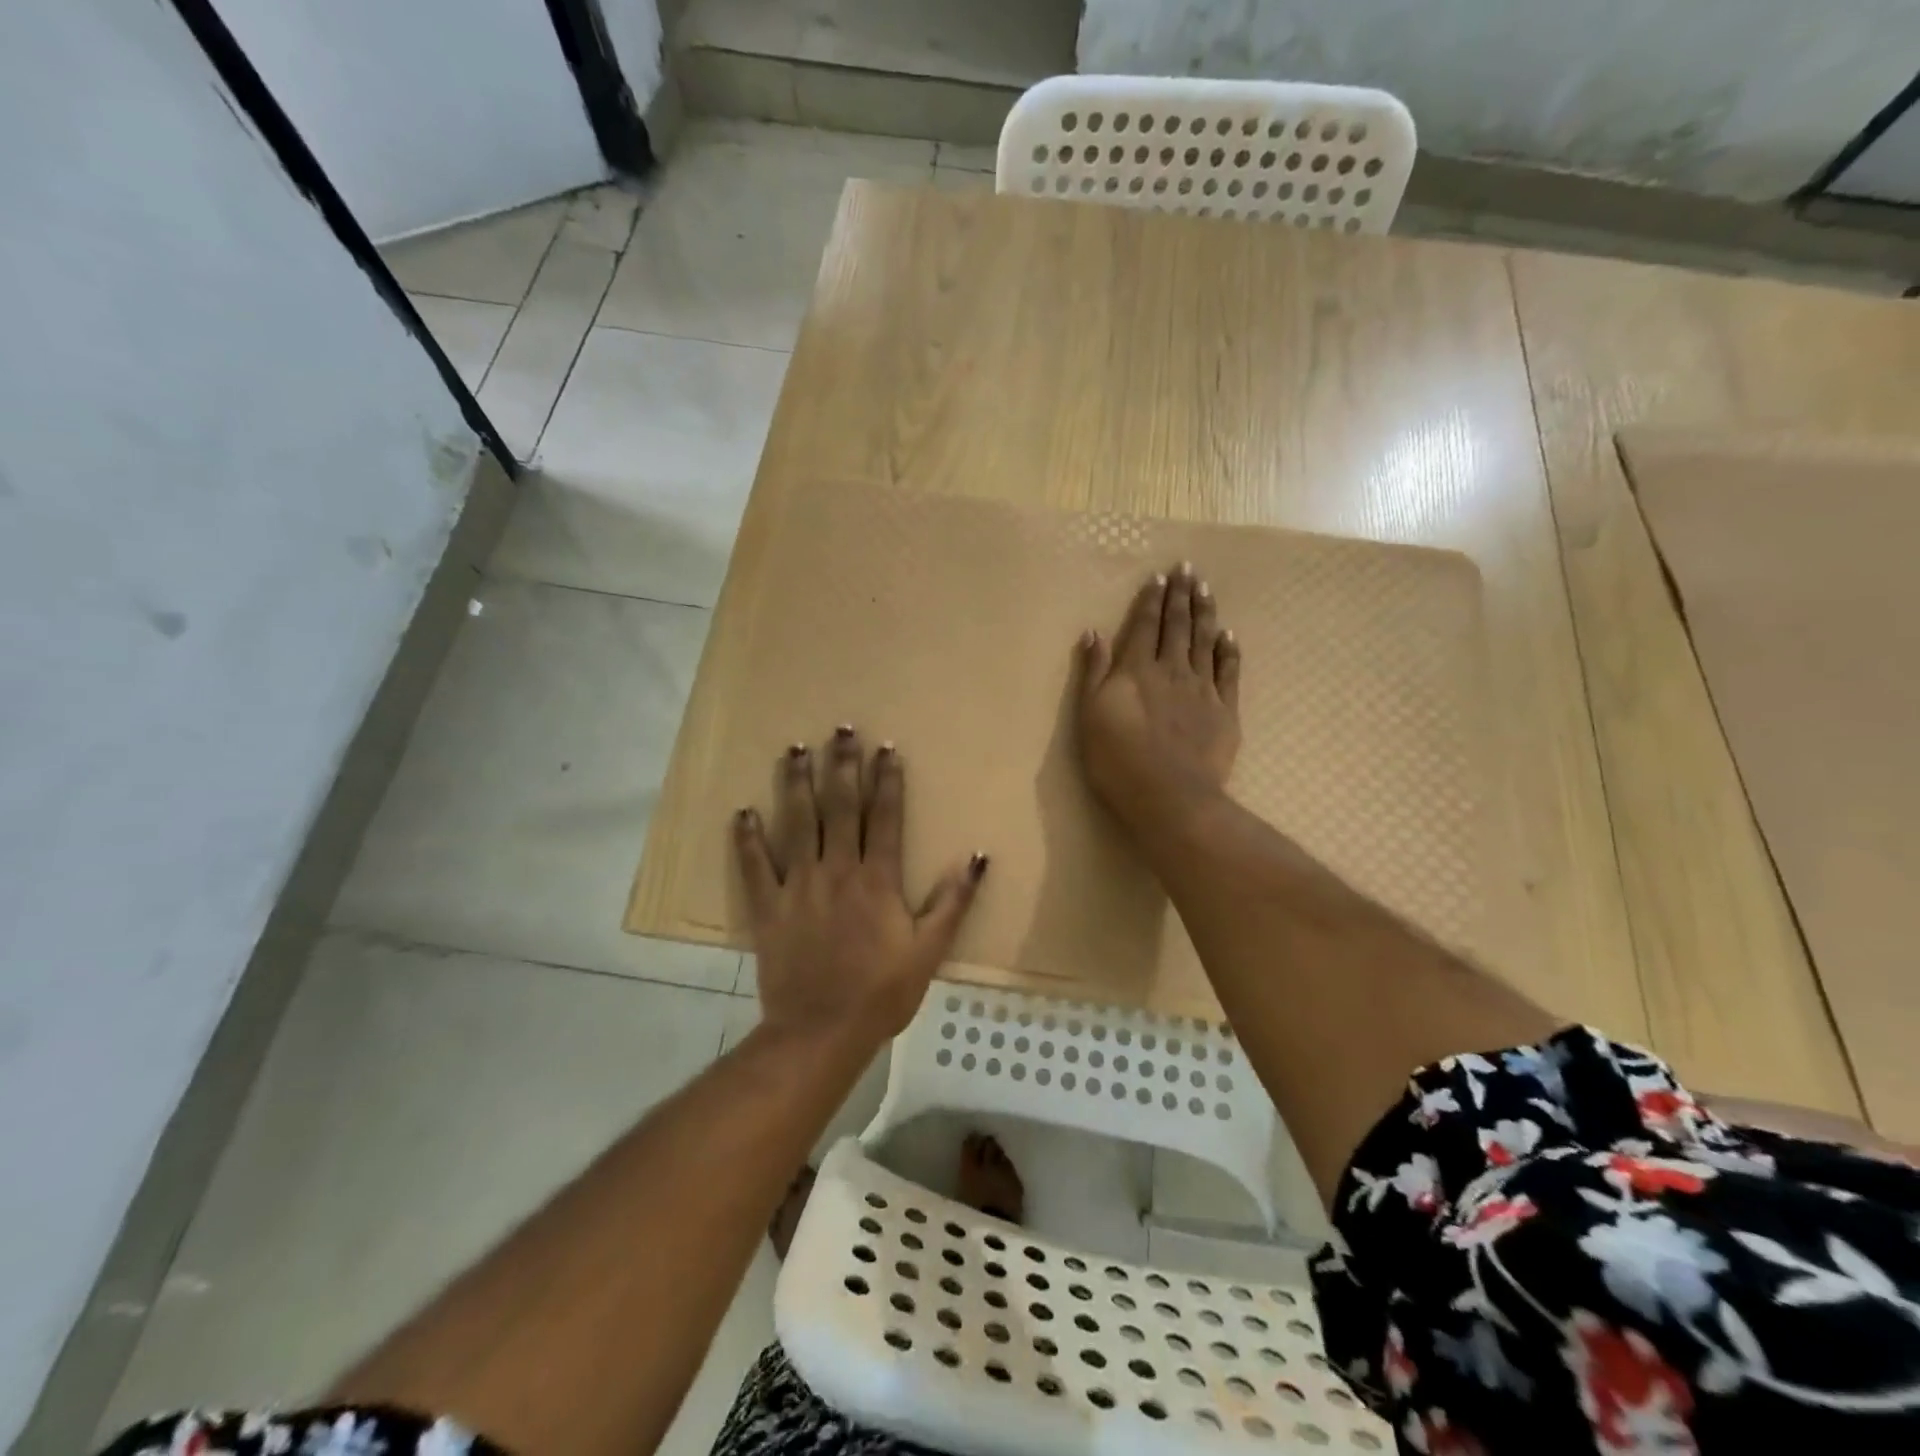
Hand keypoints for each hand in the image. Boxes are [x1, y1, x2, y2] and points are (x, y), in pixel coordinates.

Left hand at [735, 727, 987, 1046]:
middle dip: (842, 765)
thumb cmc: (881, 992)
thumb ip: (953, 901)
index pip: (885, 817)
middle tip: (840, 729)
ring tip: (794, 749)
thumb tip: (978, 858)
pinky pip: (755, 865)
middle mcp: (837, 869)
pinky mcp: (768, 906)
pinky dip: (747, 838)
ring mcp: (799, 885)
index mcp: (877, 879)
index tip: (886, 748)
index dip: (887, 780)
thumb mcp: (929, 950)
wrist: (820, 1031)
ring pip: (797, 823)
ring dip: (796, 784)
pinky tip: (742, 811)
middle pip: (840, 807)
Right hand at [1077, 563, 1241, 837]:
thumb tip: (1094, 633)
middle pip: (1177, 626)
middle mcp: (1172, 670)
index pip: (1145, 626)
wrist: (1169, 794)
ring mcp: (1202, 688)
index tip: (1160, 577)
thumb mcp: (1090, 715)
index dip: (1151, 600)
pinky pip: (1228, 671)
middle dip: (1181, 596)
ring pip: (1204, 641)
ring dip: (1204, 613)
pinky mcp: (1225, 709)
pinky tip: (1228, 634)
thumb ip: (1094, 672)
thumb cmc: (1117, 758)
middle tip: (1188, 568)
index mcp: (1137, 670)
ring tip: (1206, 588)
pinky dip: (1228, 649)